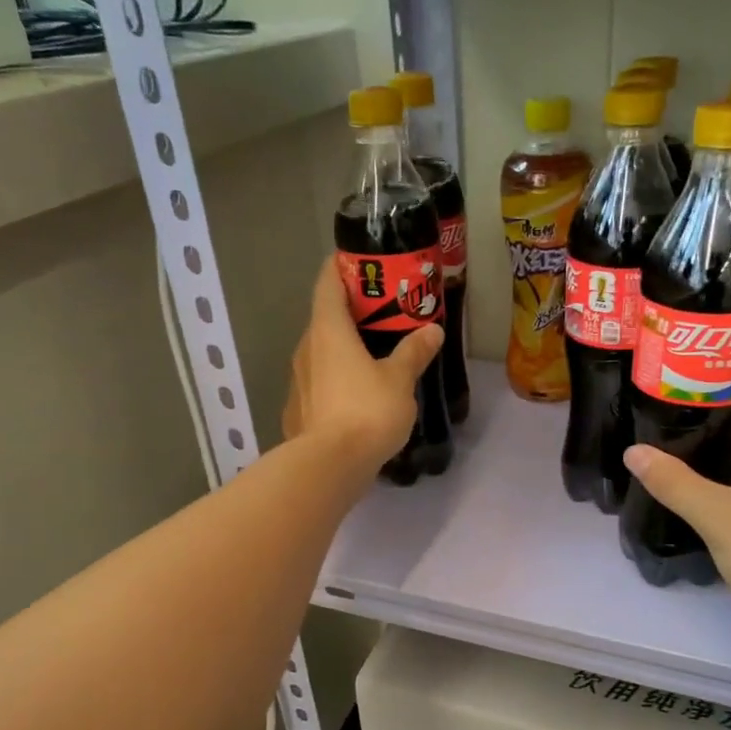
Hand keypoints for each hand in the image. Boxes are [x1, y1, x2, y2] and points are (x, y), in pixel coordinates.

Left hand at [283, 257, 442, 477]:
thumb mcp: (399, 380)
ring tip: (374, 355)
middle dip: (351, 312)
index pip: (328, 283)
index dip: (342, 267)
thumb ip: (413, 352)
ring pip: (320, 352)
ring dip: (343, 348)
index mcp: (329, 330)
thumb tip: (432, 331)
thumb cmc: (366, 412)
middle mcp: (306, 348)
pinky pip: (318, 382)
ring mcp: (298, 380)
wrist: (329, 466)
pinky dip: (336, 378)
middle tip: (382, 313)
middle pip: (324, 317)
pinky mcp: (298, 409)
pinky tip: (356, 394)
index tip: (361, 263)